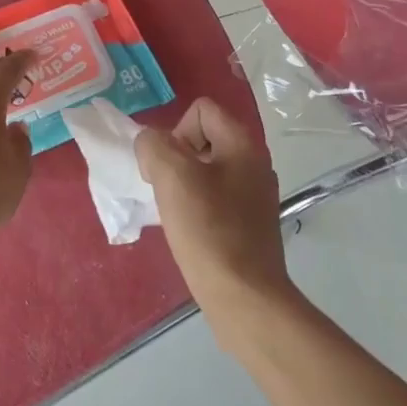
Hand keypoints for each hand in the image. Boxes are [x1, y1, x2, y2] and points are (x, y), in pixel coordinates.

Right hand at [135, 99, 291, 322]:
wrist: (244, 296)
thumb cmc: (208, 231)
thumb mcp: (171, 177)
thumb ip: (154, 146)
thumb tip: (151, 144)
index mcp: (242, 143)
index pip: (201, 110)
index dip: (176, 132)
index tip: (169, 168)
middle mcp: (255, 162)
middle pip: (204, 138)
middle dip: (177, 159)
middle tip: (168, 191)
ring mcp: (255, 194)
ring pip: (207, 170)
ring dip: (184, 185)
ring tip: (177, 214)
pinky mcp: (250, 222)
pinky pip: (216, 197)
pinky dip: (197, 207)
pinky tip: (190, 231)